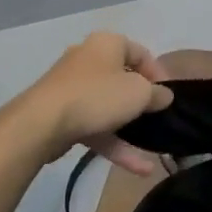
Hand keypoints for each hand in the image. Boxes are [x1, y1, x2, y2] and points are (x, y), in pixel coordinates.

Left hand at [6, 32, 173, 174]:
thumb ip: (157, 94)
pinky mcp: (62, 115)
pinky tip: (138, 168)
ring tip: (153, 152)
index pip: (141, 53)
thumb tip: (164, 96)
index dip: (159, 74)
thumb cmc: (98, 96)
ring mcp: (72, 88)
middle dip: (142, 103)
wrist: (42, 123)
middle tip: (158, 118)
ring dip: (131, 131)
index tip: (169, 96)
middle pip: (123, 80)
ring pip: (109, 108)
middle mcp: (88, 60)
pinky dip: (115, 144)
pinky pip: (95, 126)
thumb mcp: (140, 93)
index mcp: (107, 44)